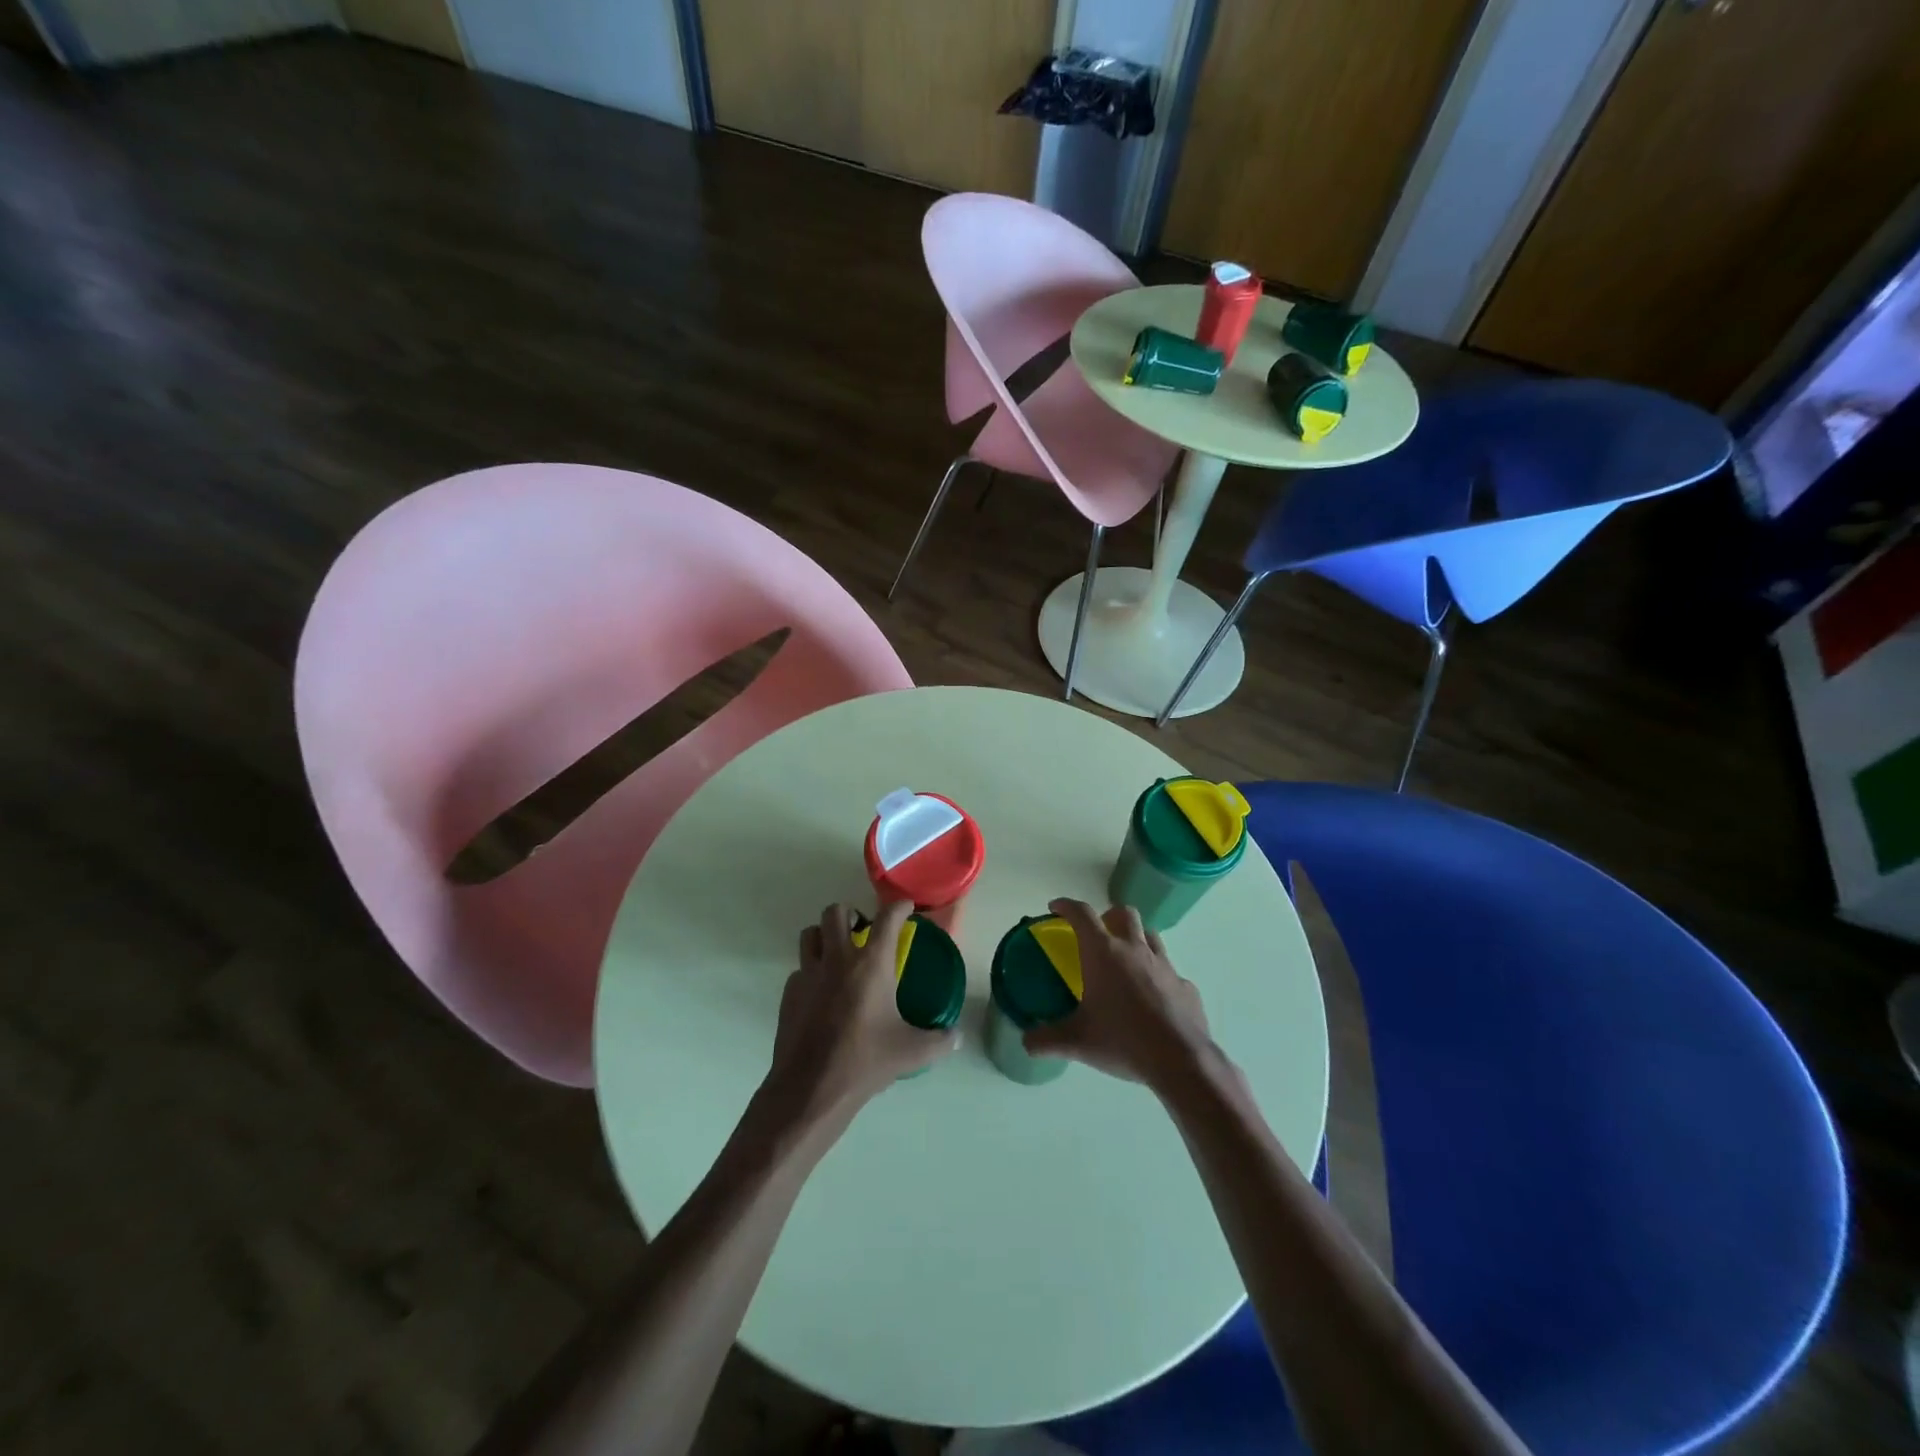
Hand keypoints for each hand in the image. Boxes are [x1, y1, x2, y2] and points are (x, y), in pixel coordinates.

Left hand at [764, 901, 958, 1126]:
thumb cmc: (865, 1062)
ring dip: (824, 935)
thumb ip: (940, 1041)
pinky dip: (811, 971)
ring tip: (837, 952)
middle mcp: (838, 959)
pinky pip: (799, 969)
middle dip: (850, 914)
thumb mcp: (912, 1052)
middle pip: (836, 912)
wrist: (811, 1089)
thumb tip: (958, 1037)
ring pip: (810, 934)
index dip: (898, 907)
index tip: (905, 908)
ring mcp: (809, 974)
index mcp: (871, 964)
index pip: (887, 919)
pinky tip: (821, 993)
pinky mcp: (790, 993)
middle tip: (862, 930)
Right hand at [1023, 898, 1213, 1086]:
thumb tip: (1026, 1042)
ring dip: (1136, 939)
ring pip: (1150, 935)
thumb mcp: (1077, 1042)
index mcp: (1104, 953)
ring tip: (1125, 960)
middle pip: (1123, 913)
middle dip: (1107, 916)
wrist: (1180, 1060)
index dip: (1067, 906)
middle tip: (1096, 935)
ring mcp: (1165, 965)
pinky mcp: (1186, 985)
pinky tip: (1153, 997)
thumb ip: (1047, 1040)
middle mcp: (1135, 949)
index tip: (1056, 907)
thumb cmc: (1122, 1040)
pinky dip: (1158, 975)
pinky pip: (1170, 971)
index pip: (1082, 914)